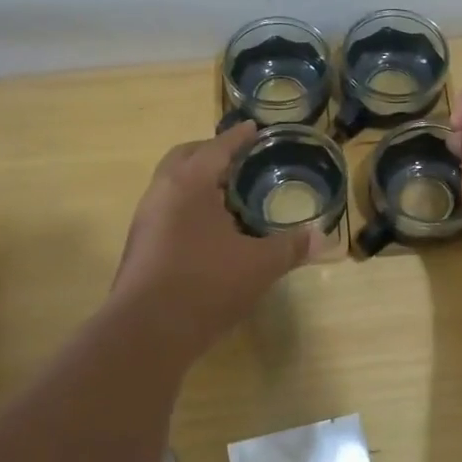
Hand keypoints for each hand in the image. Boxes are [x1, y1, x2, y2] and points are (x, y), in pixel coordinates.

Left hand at [111, 122, 308, 348]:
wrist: (146, 333)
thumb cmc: (205, 285)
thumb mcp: (258, 265)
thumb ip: (290, 247)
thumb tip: (322, 237)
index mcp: (190, 184)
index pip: (217, 148)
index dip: (239, 137)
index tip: (254, 128)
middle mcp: (161, 193)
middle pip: (185, 157)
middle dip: (211, 152)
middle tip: (238, 159)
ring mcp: (145, 220)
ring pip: (171, 185)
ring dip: (196, 180)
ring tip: (226, 195)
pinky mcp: (139, 246)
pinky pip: (166, 210)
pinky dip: (187, 206)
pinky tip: (207, 231)